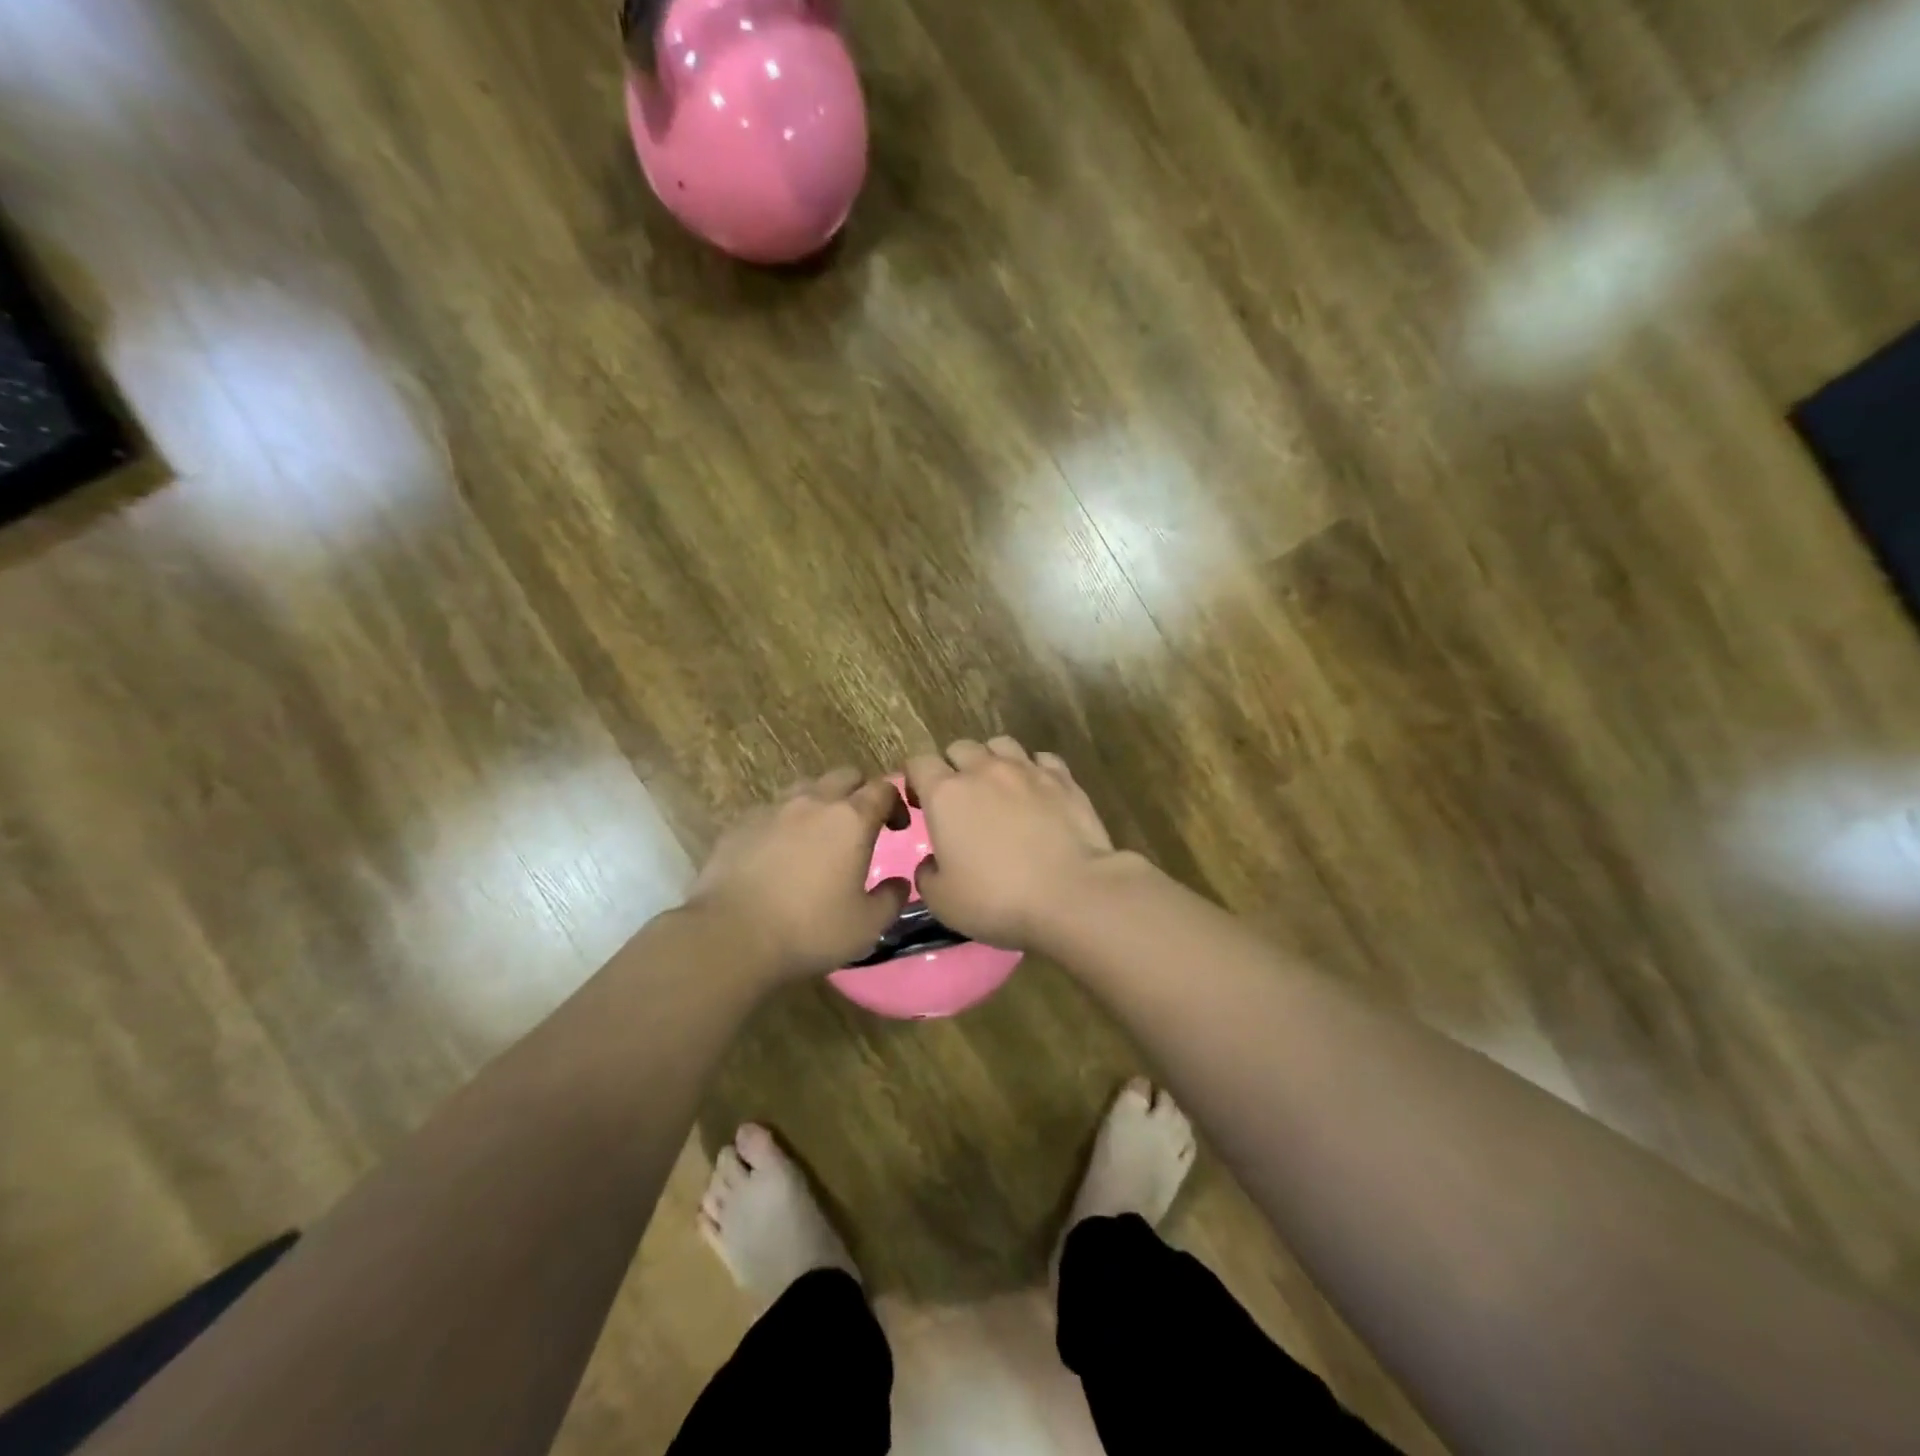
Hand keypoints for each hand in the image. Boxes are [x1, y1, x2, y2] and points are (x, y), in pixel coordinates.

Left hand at [686, 769, 909, 979]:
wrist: (731, 936)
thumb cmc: (809, 929)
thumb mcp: (867, 926)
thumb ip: (891, 899)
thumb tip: (900, 883)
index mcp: (852, 820)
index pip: (883, 789)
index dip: (895, 802)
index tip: (897, 827)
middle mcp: (814, 802)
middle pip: (845, 776)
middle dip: (859, 792)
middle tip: (862, 824)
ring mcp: (773, 809)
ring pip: (806, 787)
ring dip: (821, 802)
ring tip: (819, 834)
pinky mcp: (740, 823)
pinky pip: (771, 810)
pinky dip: (784, 822)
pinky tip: (779, 851)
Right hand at [905, 737, 1120, 948]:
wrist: (1072, 894)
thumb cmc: (998, 899)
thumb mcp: (943, 901)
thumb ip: (927, 875)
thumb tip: (932, 863)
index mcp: (945, 794)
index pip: (918, 764)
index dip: (915, 780)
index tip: (919, 805)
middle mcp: (984, 770)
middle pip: (960, 748)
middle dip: (953, 767)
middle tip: (960, 800)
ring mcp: (1027, 770)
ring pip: (1001, 744)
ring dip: (993, 760)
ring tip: (999, 788)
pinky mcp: (1064, 779)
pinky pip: (1042, 759)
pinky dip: (1034, 770)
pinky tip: (1037, 792)